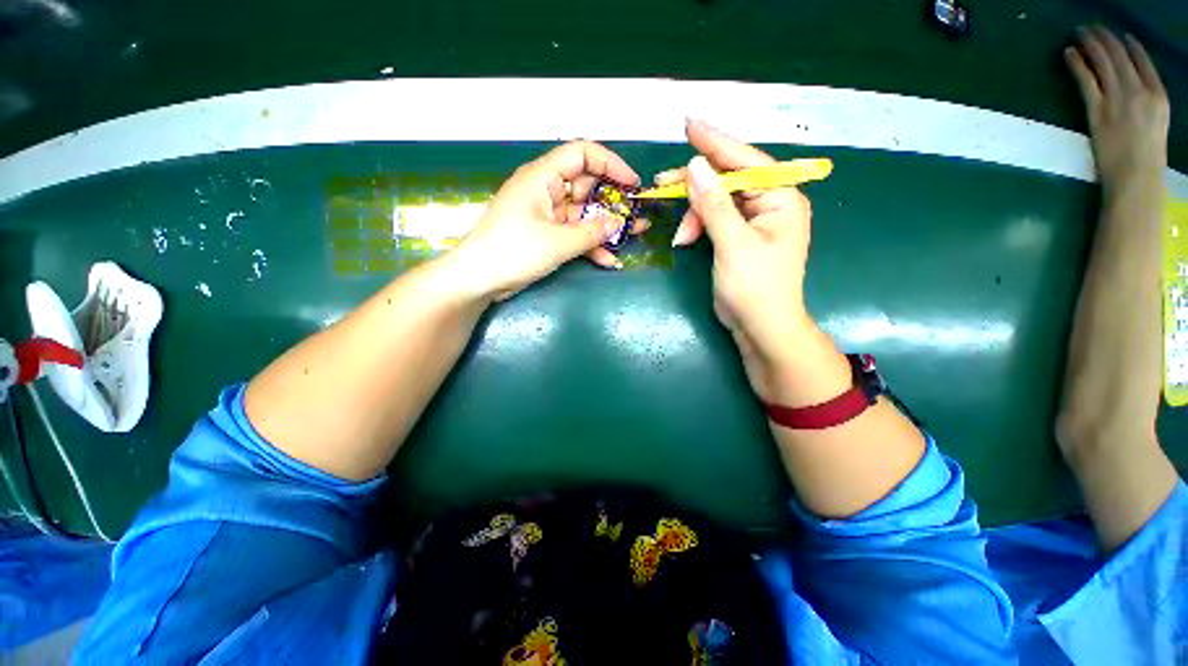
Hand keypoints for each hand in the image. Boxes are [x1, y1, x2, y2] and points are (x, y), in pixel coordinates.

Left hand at [450, 141, 644, 300]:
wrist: (479, 279)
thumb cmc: (513, 251)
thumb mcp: (557, 242)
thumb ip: (591, 232)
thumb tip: (618, 223)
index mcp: (542, 177)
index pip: (581, 154)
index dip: (610, 164)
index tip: (632, 184)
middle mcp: (545, 191)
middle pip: (586, 186)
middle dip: (613, 201)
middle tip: (637, 215)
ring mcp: (546, 215)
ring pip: (583, 214)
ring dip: (606, 227)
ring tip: (634, 236)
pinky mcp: (546, 235)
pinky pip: (574, 234)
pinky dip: (590, 245)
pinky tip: (608, 260)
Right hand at [665, 120, 817, 401]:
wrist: (761, 328)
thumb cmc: (755, 287)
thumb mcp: (732, 243)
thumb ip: (714, 204)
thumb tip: (695, 165)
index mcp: (781, 198)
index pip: (746, 161)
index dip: (715, 143)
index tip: (688, 125)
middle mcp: (770, 203)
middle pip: (728, 179)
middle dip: (695, 184)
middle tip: (662, 183)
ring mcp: (754, 221)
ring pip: (717, 201)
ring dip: (694, 213)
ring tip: (680, 235)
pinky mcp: (739, 237)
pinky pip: (714, 219)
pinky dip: (698, 226)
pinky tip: (685, 239)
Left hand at [1065, 27, 1169, 193]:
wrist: (1136, 177)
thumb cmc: (1147, 157)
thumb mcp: (1157, 123)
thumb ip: (1147, 102)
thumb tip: (1133, 87)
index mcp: (1159, 95)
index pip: (1143, 61)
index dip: (1128, 44)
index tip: (1117, 34)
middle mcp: (1140, 91)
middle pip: (1120, 56)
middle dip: (1105, 38)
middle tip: (1091, 27)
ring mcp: (1119, 100)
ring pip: (1103, 62)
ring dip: (1090, 44)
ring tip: (1079, 33)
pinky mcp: (1098, 111)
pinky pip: (1086, 80)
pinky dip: (1077, 64)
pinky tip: (1069, 53)